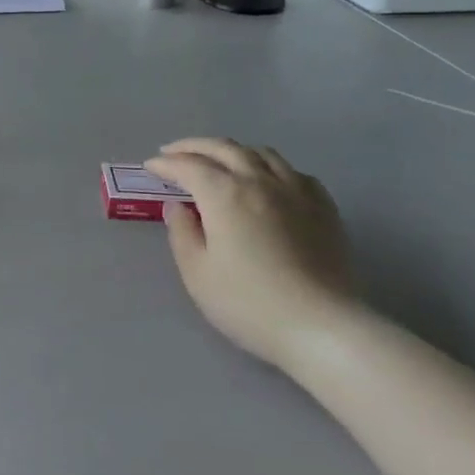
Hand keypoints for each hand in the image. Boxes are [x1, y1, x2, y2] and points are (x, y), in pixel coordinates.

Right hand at [146, 140, 355, 369]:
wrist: (322, 327)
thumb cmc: (250, 304)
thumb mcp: (198, 274)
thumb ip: (182, 233)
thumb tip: (178, 207)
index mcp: (224, 193)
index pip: (188, 165)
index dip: (166, 163)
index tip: (151, 166)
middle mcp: (259, 180)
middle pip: (223, 148)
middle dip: (193, 146)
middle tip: (174, 152)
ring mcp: (296, 190)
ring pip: (260, 153)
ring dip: (232, 150)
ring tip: (219, 160)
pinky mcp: (323, 207)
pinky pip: (293, 171)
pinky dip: (270, 167)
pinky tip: (268, 181)